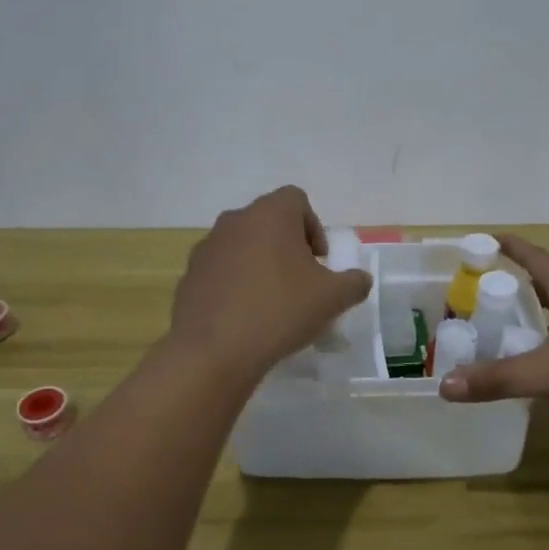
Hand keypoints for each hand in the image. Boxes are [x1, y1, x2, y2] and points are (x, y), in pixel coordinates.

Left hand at [169, 186, 372, 380]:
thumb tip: (359, 279)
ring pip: (242, 245)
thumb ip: (354, 282)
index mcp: (270, 214)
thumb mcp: (333, 298)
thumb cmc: (280, 311)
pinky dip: (235, 284)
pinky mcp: (189, 275)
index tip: (319, 261)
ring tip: (272, 302)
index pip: (296, 199)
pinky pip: (221, 270)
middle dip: (287, 246)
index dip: (313, 226)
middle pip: (268, 221)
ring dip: (260, 263)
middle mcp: (235, 221)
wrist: (214, 350)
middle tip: (300, 281)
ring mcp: (207, 247)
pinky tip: (244, 317)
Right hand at [437, 234, 548, 424]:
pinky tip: (544, 352)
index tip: (481, 239)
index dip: (507, 245)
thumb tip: (445, 385)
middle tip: (480, 288)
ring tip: (505, 319)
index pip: (533, 257)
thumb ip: (500, 379)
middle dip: (513, 278)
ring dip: (533, 305)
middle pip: (545, 279)